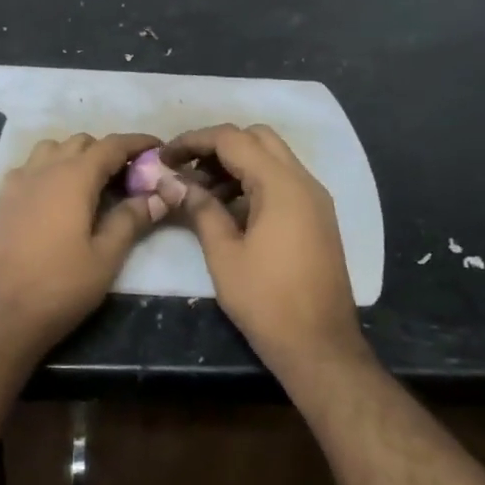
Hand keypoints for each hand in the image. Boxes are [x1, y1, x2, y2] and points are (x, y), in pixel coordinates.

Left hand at [0, 132, 163, 358]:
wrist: (0, 315)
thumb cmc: (59, 287)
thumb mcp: (106, 257)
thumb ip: (131, 220)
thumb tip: (157, 196)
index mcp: (73, 177)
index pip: (112, 145)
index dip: (138, 142)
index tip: (158, 148)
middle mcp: (43, 169)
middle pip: (81, 142)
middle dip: (107, 152)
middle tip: (128, 178)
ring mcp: (17, 182)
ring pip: (51, 150)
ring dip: (75, 157)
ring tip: (92, 185)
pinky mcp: (1, 200)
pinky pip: (30, 168)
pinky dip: (50, 170)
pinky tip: (57, 199)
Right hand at [157, 124, 365, 373]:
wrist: (320, 345)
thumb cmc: (266, 300)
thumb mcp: (224, 254)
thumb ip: (200, 209)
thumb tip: (174, 182)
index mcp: (282, 185)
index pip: (233, 139)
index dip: (194, 141)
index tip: (164, 156)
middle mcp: (304, 182)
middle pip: (257, 138)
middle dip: (217, 147)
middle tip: (186, 171)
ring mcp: (315, 200)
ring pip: (272, 159)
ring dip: (235, 165)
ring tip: (200, 194)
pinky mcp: (316, 218)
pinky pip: (282, 183)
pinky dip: (253, 183)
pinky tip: (227, 211)